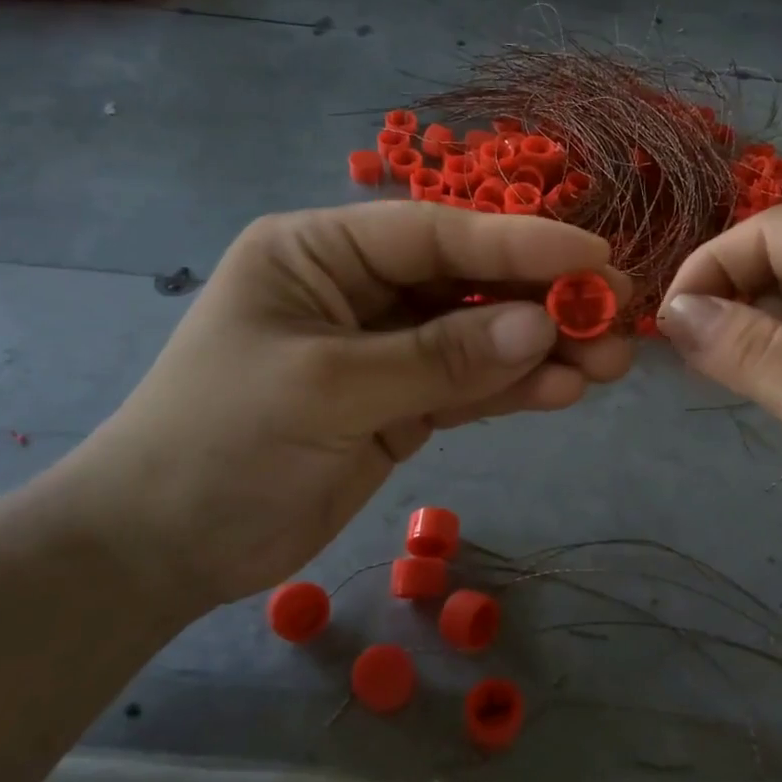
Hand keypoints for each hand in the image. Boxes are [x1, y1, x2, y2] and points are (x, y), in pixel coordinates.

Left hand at [46, 203, 633, 612]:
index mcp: (320, 253)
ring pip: (476, 337)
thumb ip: (439, 358)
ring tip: (610, 362)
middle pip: (466, 283)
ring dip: (541, 349)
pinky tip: (564, 392)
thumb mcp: (329, 389)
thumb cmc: (222, 444)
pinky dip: (513, 389)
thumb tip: (540, 330)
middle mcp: (358, 290)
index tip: (593, 254)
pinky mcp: (398, 404)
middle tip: (618, 313)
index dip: (518, 242)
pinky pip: (466, 387)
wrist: (163, 548)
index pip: (434, 233)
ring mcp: (383, 349)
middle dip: (542, 300)